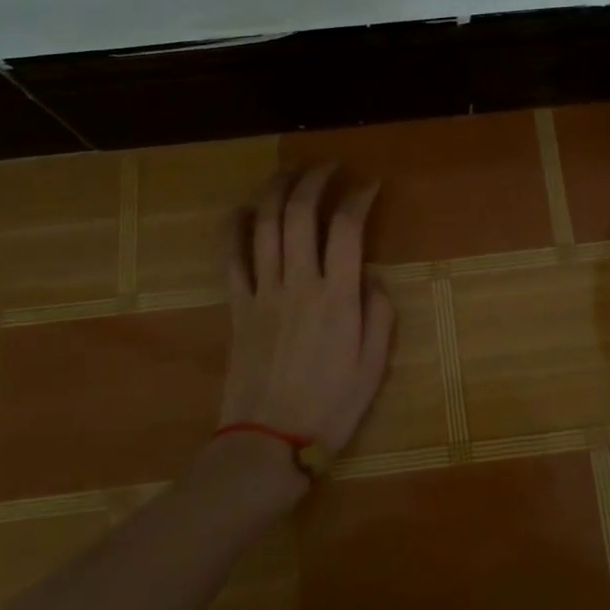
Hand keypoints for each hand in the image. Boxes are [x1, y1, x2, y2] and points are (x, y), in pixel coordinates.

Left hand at [217, 165, 396, 456]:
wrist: (268, 443)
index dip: (358, 197)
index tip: (369, 185)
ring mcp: (262, 292)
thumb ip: (379, 314)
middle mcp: (298, 284)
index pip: (347, 228)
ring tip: (289, 172)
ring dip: (275, 190)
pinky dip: (232, 227)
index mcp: (337, 298)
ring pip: (263, 225)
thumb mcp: (373, 366)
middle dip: (314, 179)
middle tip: (328, 166)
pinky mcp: (237, 306)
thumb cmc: (330, 408)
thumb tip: (370, 274)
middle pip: (299, 214)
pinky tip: (241, 209)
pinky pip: (230, 258)